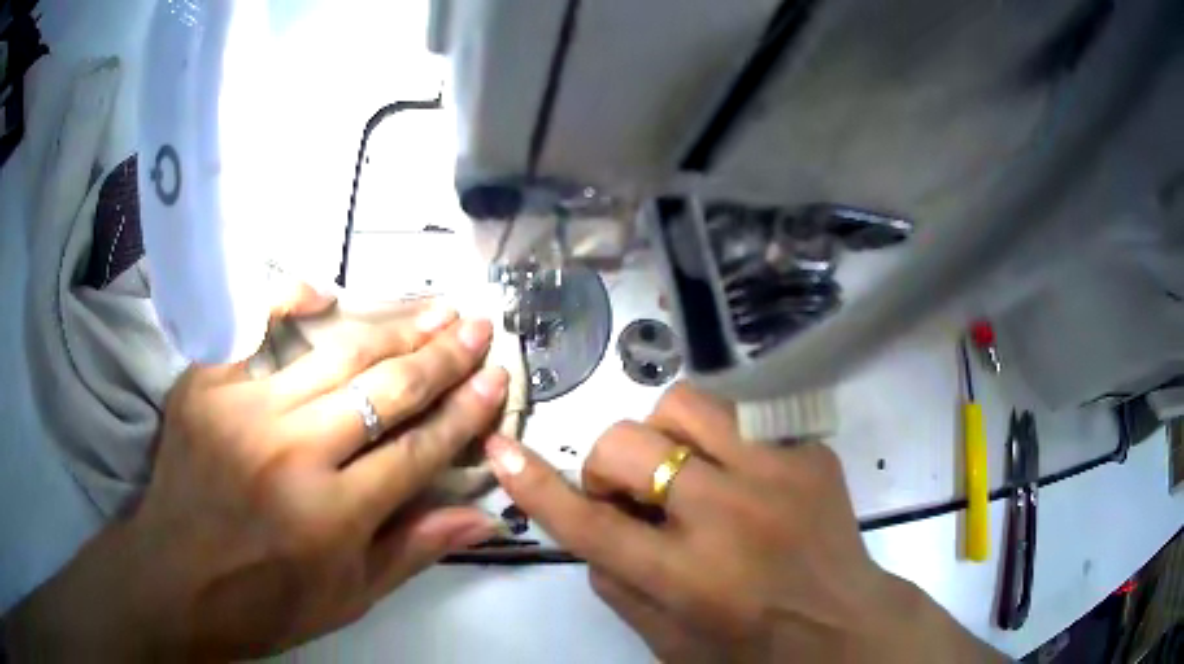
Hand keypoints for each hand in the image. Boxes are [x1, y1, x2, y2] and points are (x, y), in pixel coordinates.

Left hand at [4, 286, 508, 660]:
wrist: (172, 580)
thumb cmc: (263, 602)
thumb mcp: (346, 597)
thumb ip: (413, 550)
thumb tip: (483, 516)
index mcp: (330, 516)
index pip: (417, 450)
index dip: (464, 413)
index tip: (496, 378)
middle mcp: (291, 453)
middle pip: (382, 389)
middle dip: (441, 355)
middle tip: (476, 325)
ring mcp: (242, 410)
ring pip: (333, 353)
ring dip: (390, 327)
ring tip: (432, 307)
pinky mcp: (205, 386)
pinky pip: (256, 331)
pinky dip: (291, 304)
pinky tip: (326, 291)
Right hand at [486, 384, 1003, 662]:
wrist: (846, 626)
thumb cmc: (753, 649)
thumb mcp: (668, 642)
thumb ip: (617, 586)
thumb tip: (594, 527)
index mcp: (686, 577)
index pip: (589, 523)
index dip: (536, 486)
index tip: (503, 450)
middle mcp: (728, 516)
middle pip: (629, 444)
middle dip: (610, 464)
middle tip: (633, 493)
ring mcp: (777, 474)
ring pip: (687, 405)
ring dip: (666, 435)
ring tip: (686, 470)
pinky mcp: (811, 453)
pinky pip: (745, 422)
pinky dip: (727, 448)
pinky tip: (748, 484)